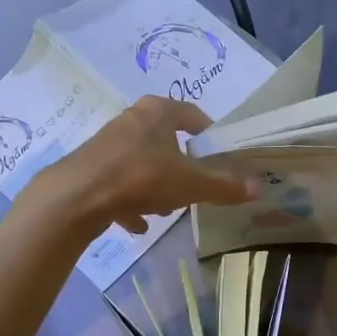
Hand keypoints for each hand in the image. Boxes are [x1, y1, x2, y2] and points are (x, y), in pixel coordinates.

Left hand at [28, 96, 256, 233]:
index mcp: (158, 112)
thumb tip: (259, 187)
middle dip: (180, 164)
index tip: (218, 154)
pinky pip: (118, 182)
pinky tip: (136, 224)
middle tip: (192, 186)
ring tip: (165, 209)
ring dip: (155, 184)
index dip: (208, 133)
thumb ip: (224, 186)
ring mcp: (107, 143)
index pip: (192, 114)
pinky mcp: (90, 166)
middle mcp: (131, 119)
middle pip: (164, 139)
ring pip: (141, 161)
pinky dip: (129, 201)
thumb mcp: (191, 184)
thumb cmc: (141, 178)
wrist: (77, 196)